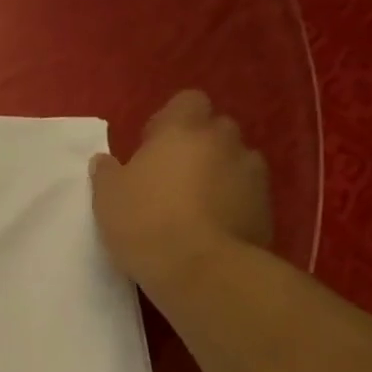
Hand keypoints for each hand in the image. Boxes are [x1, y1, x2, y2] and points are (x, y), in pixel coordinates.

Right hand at [90, 91, 272, 289]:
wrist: (200, 269)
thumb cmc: (145, 222)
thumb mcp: (107, 198)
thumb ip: (106, 173)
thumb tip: (104, 160)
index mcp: (183, 130)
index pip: (187, 101)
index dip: (171, 121)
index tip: (152, 148)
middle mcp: (224, 141)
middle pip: (215, 131)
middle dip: (198, 148)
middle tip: (172, 179)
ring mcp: (252, 173)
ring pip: (234, 163)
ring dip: (218, 176)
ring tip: (195, 209)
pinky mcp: (267, 207)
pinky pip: (246, 196)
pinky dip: (233, 205)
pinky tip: (212, 231)